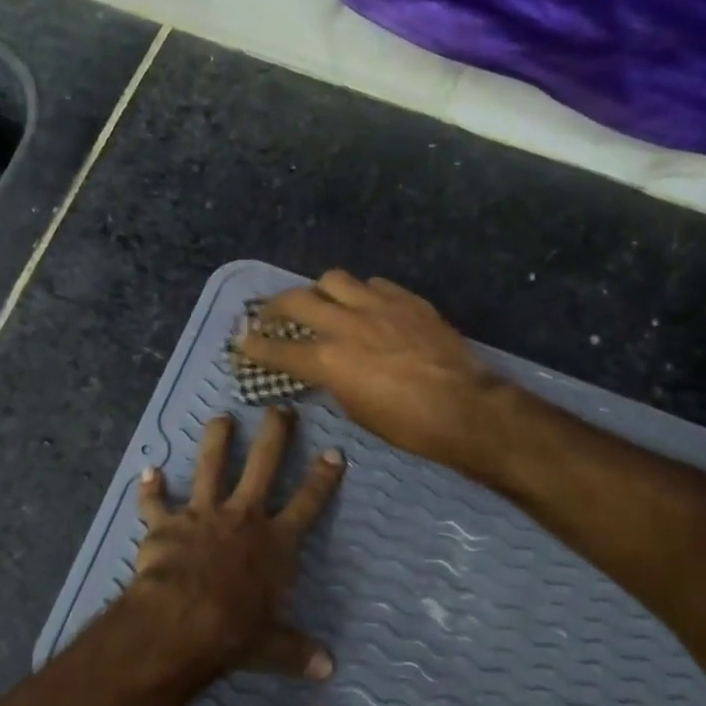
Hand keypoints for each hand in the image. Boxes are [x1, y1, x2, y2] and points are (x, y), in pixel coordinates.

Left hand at [126, 407, 343, 679]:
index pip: (307, 503)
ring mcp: (203, 515)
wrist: (182, 620)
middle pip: (263, 465)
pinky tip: (147, 471)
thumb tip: (328, 669)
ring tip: (221, 418)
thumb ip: (297, 651)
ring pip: (211, 466)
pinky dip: (150, 489)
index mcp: (275, 543)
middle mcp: (243, 517)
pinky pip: (155, 502)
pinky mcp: (166, 524)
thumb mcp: (272, 647)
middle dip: (274, 435)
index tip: (334, 452)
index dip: (323, 478)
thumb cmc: (235, 631)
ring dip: (216, 441)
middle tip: (279, 409)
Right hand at [237, 271, 503, 468]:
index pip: (279, 350)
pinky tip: (366, 305)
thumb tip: (325, 367)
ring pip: (334, 280)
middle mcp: (346, 325)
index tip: (240, 339)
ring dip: (320, 290)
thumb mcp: (356, 409)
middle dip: (275, 306)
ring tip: (322, 302)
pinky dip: (361, 293)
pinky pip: (374, 284)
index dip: (255, 345)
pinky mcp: (407, 300)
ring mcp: (378, 307)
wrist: (465, 408)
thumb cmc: (407, 425)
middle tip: (270, 313)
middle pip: (297, 300)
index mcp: (329, 361)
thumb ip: (333, 380)